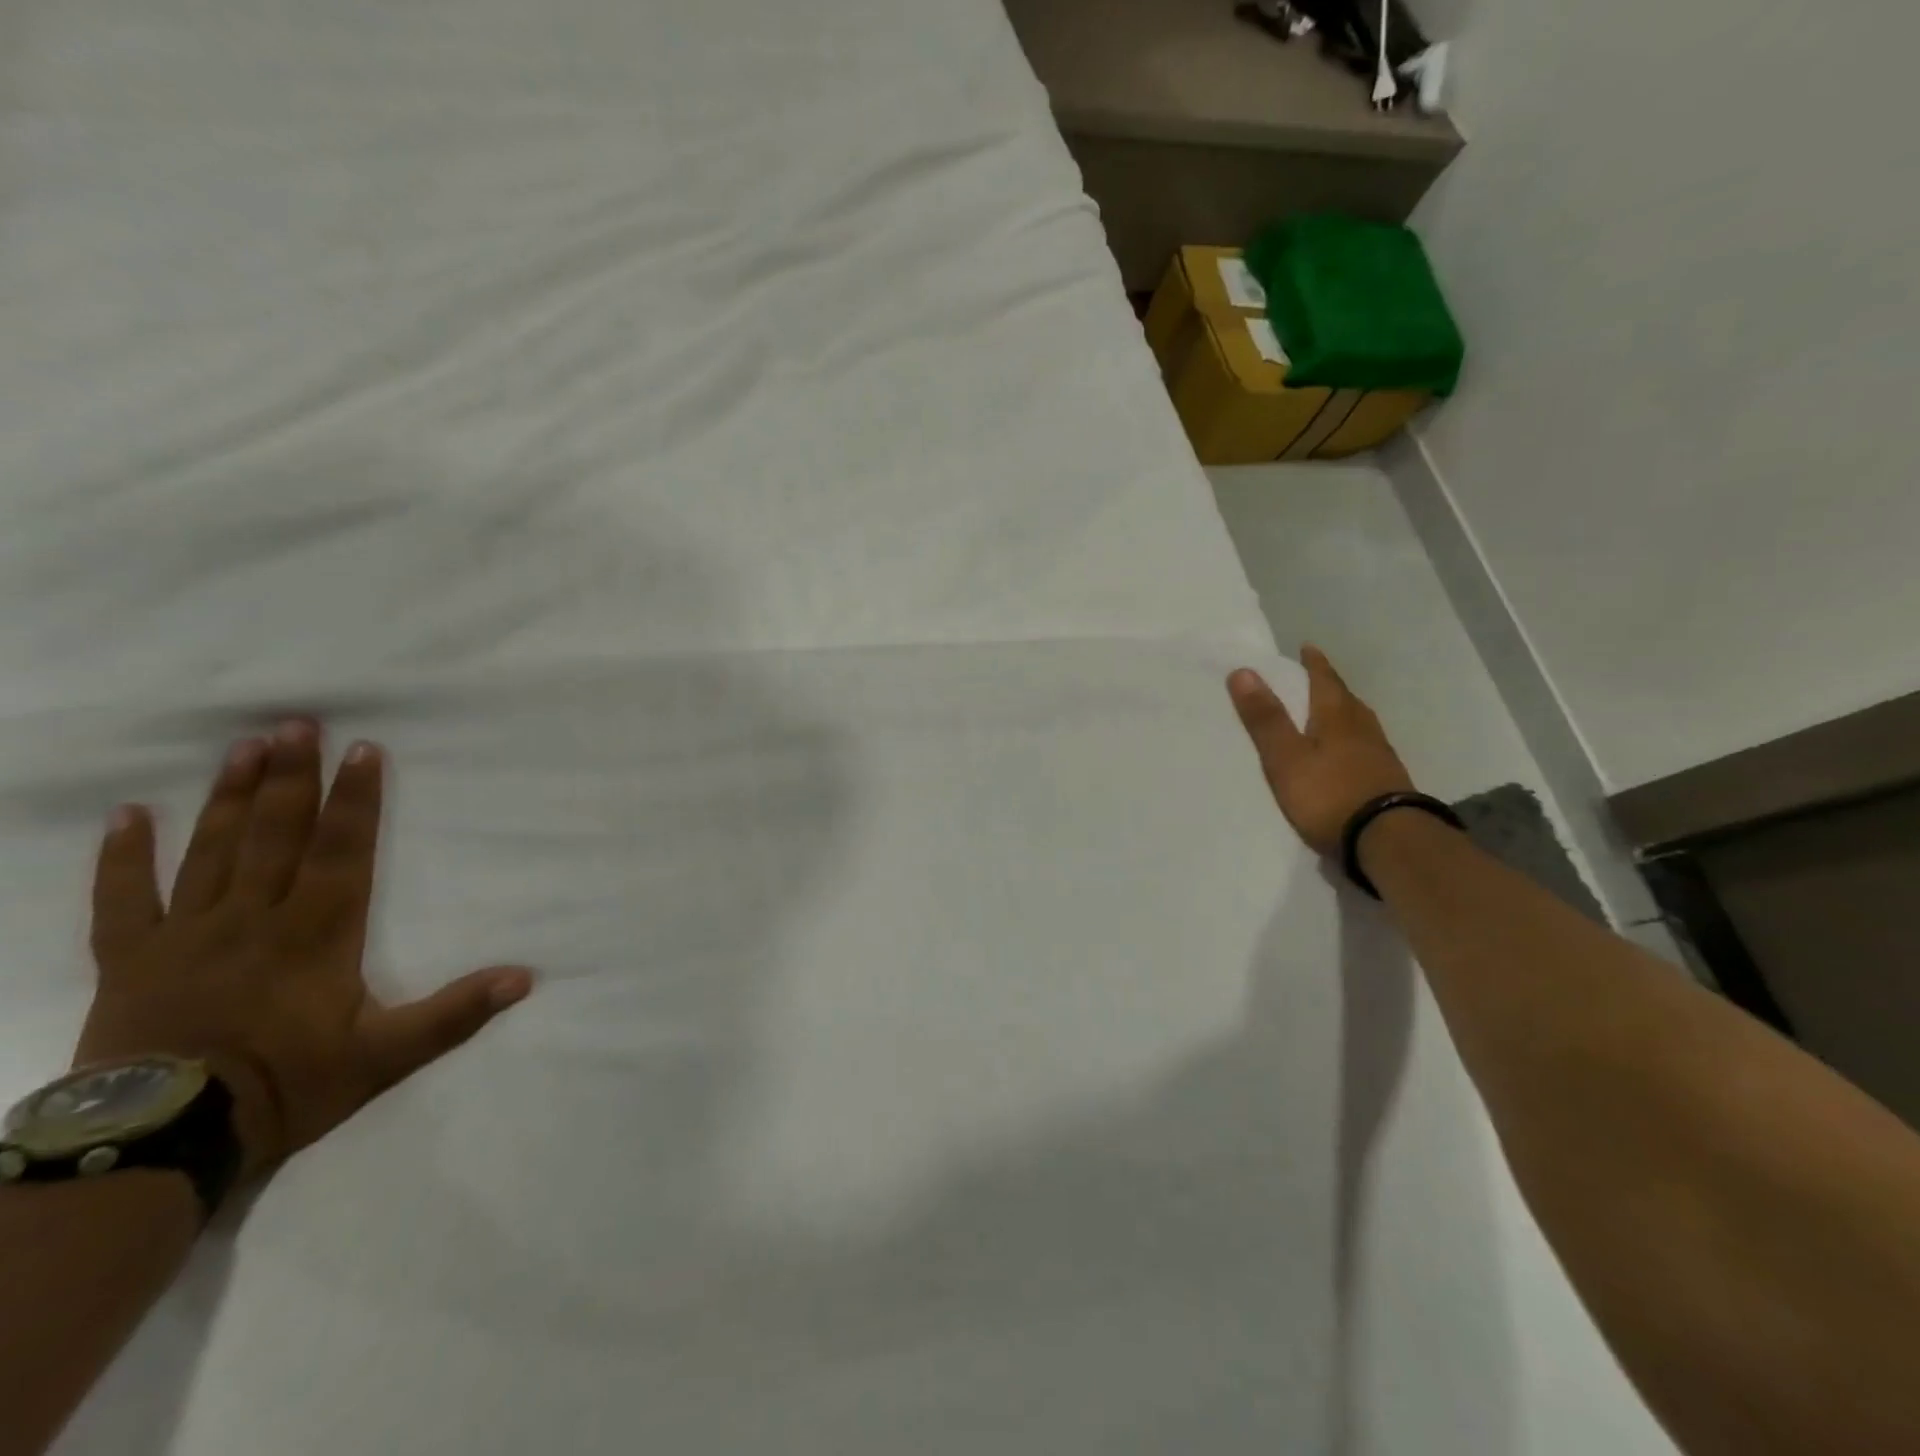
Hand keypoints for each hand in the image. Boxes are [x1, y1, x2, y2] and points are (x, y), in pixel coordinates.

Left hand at [73, 721, 533, 1182]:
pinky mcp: (133, 960)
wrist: (161, 1141)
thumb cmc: (286, 1087)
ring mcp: (188, 934)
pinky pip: (126, 898)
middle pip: (275, 834)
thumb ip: (455, 1013)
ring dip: (230, 797)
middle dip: (290, 777)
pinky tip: (130, 814)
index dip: (355, 799)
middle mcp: (254, 918)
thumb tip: (524, 977)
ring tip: (243, 746)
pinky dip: (125, 856)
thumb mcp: (386, 1056)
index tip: (362, 750)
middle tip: (295, 723)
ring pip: (212, 851)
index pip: (341, 850)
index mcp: (317, 933)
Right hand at [1226, 646, 1415, 856]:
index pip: (1325, 681)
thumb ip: (1266, 719)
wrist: (1387, 840)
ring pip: (1360, 724)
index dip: (1314, 664)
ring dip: (1344, 713)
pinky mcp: (1387, 781)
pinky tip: (1349, 754)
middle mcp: (1363, 729)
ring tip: (1330, 714)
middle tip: (1316, 678)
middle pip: (1346, 700)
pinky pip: (1366, 748)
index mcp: (1337, 718)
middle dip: (1330, 687)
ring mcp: (1380, 756)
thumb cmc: (1329, 794)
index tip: (1307, 647)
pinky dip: (1353, 742)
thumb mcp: (1286, 757)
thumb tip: (1244, 671)